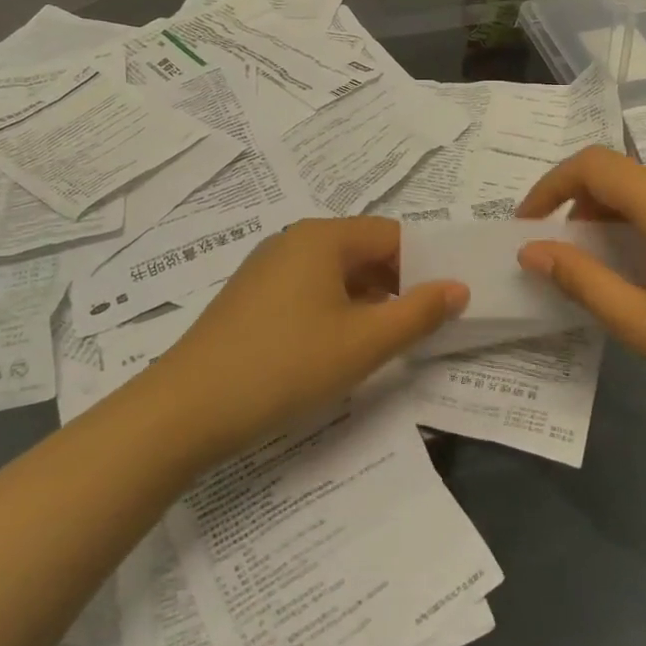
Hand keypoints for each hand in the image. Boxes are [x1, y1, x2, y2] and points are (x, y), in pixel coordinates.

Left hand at [138, 216, 467, 461]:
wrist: (187, 409)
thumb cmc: (285, 366)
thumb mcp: (364, 344)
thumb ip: (419, 313)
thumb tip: (459, 287)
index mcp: (323, 238)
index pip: (392, 235)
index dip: (425, 265)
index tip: (446, 303)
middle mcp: (294, 241)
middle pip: (364, 252)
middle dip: (398, 286)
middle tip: (423, 327)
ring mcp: (268, 269)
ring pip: (336, 275)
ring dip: (368, 303)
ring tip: (386, 343)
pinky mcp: (251, 299)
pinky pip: (309, 292)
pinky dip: (336, 312)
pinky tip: (338, 350)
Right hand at [515, 147, 645, 422]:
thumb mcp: (642, 323)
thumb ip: (582, 280)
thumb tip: (532, 250)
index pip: (592, 165)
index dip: (550, 186)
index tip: (528, 224)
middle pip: (621, 173)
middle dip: (580, 204)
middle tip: (564, 253)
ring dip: (616, 212)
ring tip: (606, 263)